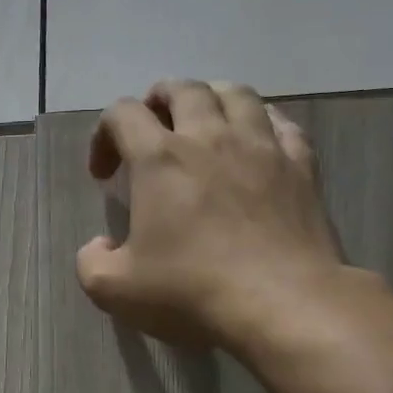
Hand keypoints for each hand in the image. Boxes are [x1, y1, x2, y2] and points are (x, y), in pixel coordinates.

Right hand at [76, 80, 348, 348]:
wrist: (282, 303)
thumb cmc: (191, 290)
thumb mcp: (114, 289)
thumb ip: (91, 262)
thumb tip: (100, 245)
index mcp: (159, 159)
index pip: (122, 113)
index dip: (103, 134)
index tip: (104, 174)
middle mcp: (209, 137)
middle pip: (183, 89)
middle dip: (158, 101)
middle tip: (151, 129)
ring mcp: (261, 146)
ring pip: (236, 94)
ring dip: (211, 99)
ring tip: (203, 121)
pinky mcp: (301, 165)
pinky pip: (282, 122)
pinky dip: (261, 122)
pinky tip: (255, 141)